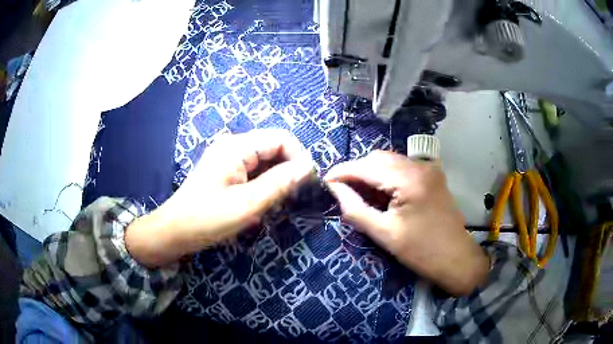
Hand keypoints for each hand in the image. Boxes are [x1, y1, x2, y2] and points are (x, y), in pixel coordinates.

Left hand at [126, 129, 313, 266]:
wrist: (174, 231)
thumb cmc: (207, 219)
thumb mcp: (247, 204)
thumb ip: (279, 183)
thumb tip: (308, 168)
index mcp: (237, 147)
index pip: (281, 138)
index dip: (299, 156)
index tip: (307, 183)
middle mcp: (233, 145)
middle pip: (274, 146)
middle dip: (289, 168)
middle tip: (295, 195)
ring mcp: (228, 156)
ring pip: (265, 158)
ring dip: (278, 176)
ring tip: (280, 200)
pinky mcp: (225, 169)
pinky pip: (254, 168)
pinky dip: (265, 181)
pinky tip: (264, 200)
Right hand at [324, 151, 488, 295]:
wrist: (456, 258)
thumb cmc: (420, 251)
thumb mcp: (384, 233)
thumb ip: (355, 209)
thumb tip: (334, 189)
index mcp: (408, 180)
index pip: (366, 166)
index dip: (342, 171)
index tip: (325, 181)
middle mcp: (419, 166)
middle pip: (378, 158)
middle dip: (357, 171)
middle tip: (343, 191)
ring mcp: (428, 169)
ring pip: (390, 160)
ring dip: (372, 172)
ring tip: (361, 193)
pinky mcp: (433, 175)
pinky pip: (403, 167)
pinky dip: (387, 175)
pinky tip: (382, 192)